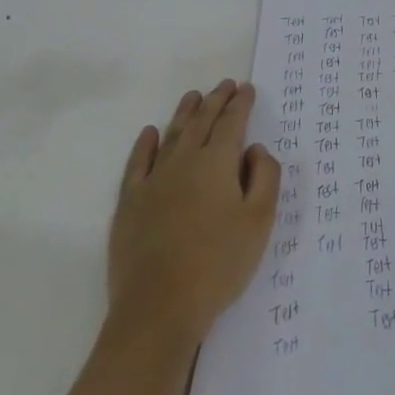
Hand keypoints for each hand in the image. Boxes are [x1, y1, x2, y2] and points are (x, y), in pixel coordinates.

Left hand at [107, 80, 280, 343]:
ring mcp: (153, 181)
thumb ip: (265, 178)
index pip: (232, 123)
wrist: (158, 309)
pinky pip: (138, 163)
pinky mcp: (129, 203)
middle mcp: (184, 161)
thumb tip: (255, 150)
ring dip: (185, 113)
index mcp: (218, 163)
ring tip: (194, 96)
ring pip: (172, 135)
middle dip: (216, 100)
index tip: (247, 88)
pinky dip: (145, 144)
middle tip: (225, 84)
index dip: (241, 103)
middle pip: (202, 122)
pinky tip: (150, 133)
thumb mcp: (259, 222)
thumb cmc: (218, 264)